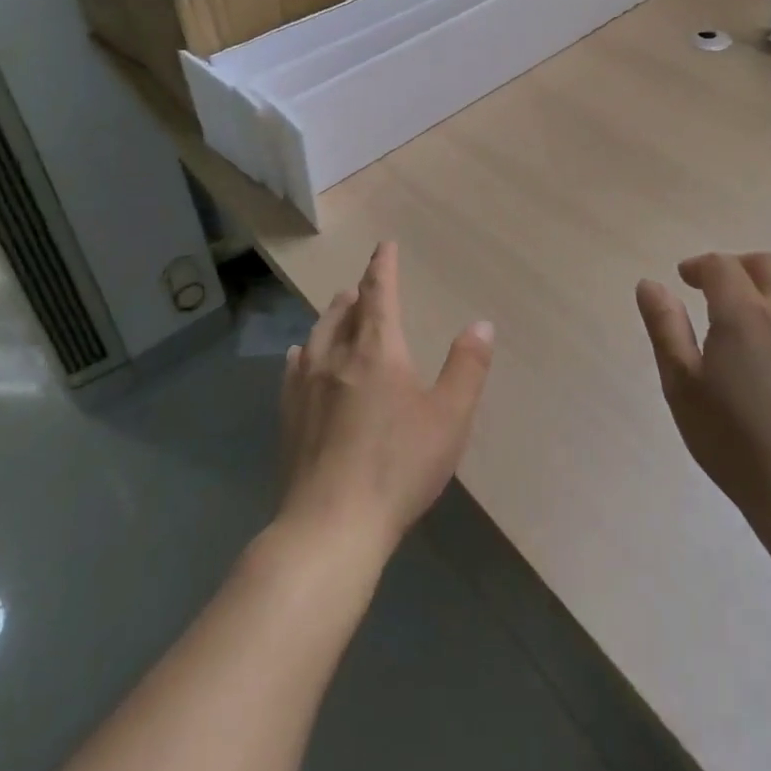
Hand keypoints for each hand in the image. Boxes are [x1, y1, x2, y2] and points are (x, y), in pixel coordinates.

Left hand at [277, 242, 494, 561]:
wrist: (330, 525)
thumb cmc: (398, 466)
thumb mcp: (449, 417)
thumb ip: (467, 367)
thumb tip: (481, 323)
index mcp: (377, 350)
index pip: (379, 294)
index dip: (383, 266)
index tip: (384, 246)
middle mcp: (337, 357)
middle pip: (344, 311)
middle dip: (358, 293)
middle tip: (365, 285)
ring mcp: (306, 387)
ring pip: (317, 335)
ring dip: (331, 316)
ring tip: (338, 309)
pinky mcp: (289, 417)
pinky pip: (294, 368)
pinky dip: (304, 351)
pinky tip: (300, 356)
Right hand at [636, 252, 770, 554]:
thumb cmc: (734, 441)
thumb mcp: (682, 386)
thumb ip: (665, 327)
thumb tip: (650, 284)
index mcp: (745, 314)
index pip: (722, 266)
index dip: (700, 265)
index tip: (685, 279)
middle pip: (768, 266)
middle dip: (739, 267)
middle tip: (717, 289)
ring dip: (768, 300)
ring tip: (749, 336)